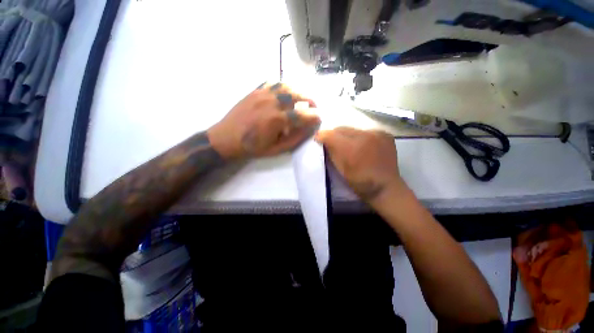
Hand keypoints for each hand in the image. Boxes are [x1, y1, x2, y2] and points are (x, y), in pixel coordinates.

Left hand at [207, 83, 319, 158]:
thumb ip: (295, 139)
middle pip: (296, 95)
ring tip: (301, 99)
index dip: (314, 116)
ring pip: (286, 86)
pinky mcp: (255, 91)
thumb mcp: (276, 149)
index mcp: (277, 119)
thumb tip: (309, 129)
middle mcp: (272, 102)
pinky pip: (272, 83)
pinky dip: (283, 86)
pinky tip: (285, 93)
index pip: (302, 114)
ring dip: (297, 91)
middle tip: (313, 106)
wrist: (226, 138)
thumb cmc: (252, 147)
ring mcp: (262, 94)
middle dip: (309, 100)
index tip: (319, 117)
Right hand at [315, 127, 406, 202]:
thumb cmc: (359, 182)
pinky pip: (366, 131)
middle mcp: (365, 136)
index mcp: (351, 148)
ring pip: (353, 129)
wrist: (385, 187)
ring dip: (347, 135)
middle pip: (342, 128)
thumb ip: (331, 153)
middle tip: (332, 142)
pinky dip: (360, 136)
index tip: (318, 138)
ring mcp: (377, 134)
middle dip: (334, 135)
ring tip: (348, 144)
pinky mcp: (385, 134)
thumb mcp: (340, 169)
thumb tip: (324, 141)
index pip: (331, 134)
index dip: (322, 135)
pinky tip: (362, 145)